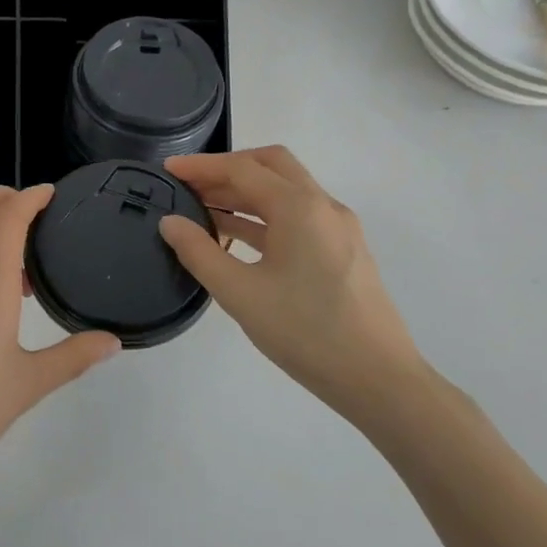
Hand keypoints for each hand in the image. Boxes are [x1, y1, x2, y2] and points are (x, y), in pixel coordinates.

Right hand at [160, 147, 429, 421]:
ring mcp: (337, 228)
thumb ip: (199, 252)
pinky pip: (297, 217)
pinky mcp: (342, 250)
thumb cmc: (306, 332)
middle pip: (271, 166)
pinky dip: (263, 216)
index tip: (168, 169)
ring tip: (202, 209)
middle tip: (190, 184)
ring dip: (244, 193)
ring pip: (285, 191)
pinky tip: (236, 237)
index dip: (201, 166)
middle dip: (227, 169)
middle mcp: (323, 206)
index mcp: (299, 207)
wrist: (379, 380)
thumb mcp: (240, 293)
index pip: (242, 169)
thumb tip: (170, 222)